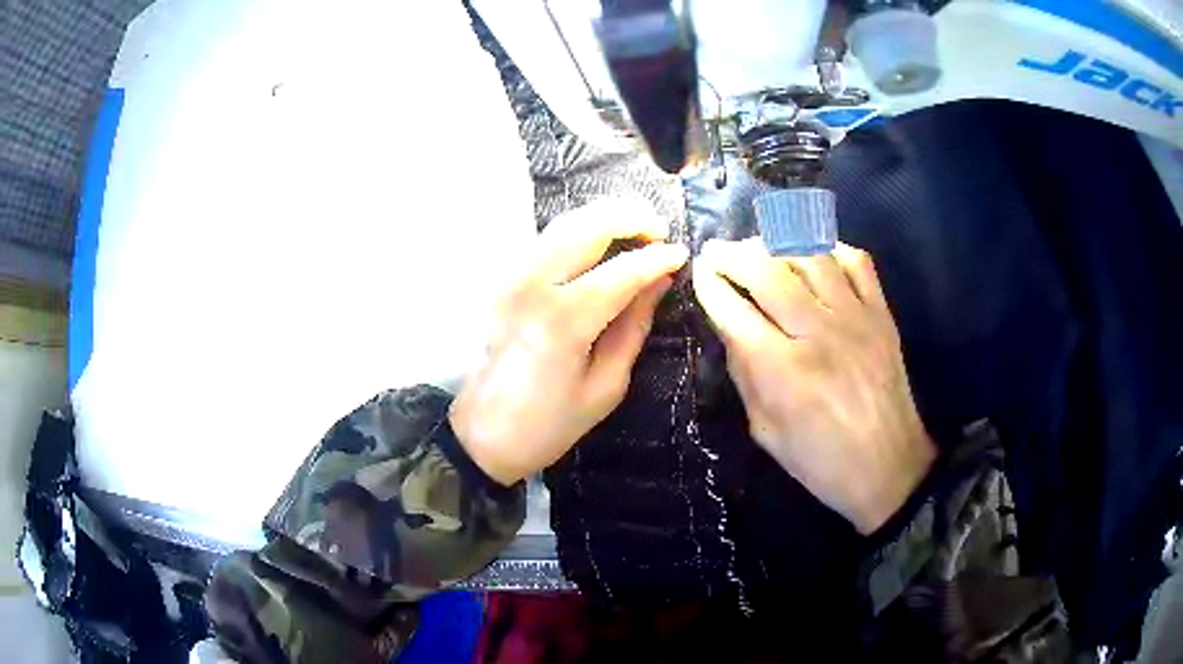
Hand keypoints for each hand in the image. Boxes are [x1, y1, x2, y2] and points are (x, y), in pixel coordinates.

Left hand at [451, 198, 688, 485]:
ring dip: (605, 217)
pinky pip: (547, 238)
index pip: (621, 271)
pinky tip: (603, 240)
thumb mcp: (606, 385)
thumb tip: (659, 281)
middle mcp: (534, 286)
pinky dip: (580, 229)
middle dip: (630, 218)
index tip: (682, 254)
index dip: (656, 257)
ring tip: (639, 228)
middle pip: (588, 227)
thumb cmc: (550, 423)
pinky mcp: (504, 279)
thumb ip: (634, 326)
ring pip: (564, 223)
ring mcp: (512, 277)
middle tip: (660, 230)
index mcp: (563, 321)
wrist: (484, 432)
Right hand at [692, 239, 934, 533]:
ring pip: (809, 254)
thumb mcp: (765, 430)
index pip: (733, 309)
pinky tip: (811, 253)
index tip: (698, 272)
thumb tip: (729, 325)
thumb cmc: (820, 460)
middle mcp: (818, 332)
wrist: (888, 467)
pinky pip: (856, 261)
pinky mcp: (881, 314)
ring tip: (757, 246)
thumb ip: (744, 374)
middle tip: (717, 251)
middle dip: (732, 254)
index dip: (709, 284)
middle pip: (766, 270)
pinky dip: (829, 247)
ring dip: (775, 242)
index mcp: (782, 370)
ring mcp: (855, 317)